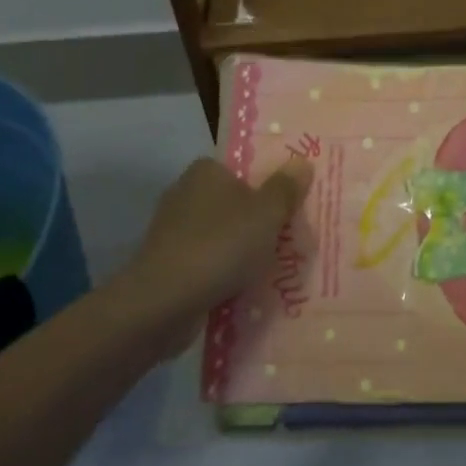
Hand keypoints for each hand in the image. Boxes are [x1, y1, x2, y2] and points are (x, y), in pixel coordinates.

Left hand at [122, 157, 311, 316]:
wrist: (163, 304)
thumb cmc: (220, 246)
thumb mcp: (266, 214)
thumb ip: (286, 188)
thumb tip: (301, 161)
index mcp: (206, 171)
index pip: (243, 169)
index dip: (269, 186)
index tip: (291, 207)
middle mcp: (185, 194)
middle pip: (235, 203)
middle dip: (259, 222)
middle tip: (292, 239)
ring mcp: (173, 232)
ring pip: (222, 235)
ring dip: (243, 251)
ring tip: (275, 270)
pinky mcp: (168, 265)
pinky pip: (208, 263)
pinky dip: (225, 273)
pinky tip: (246, 289)